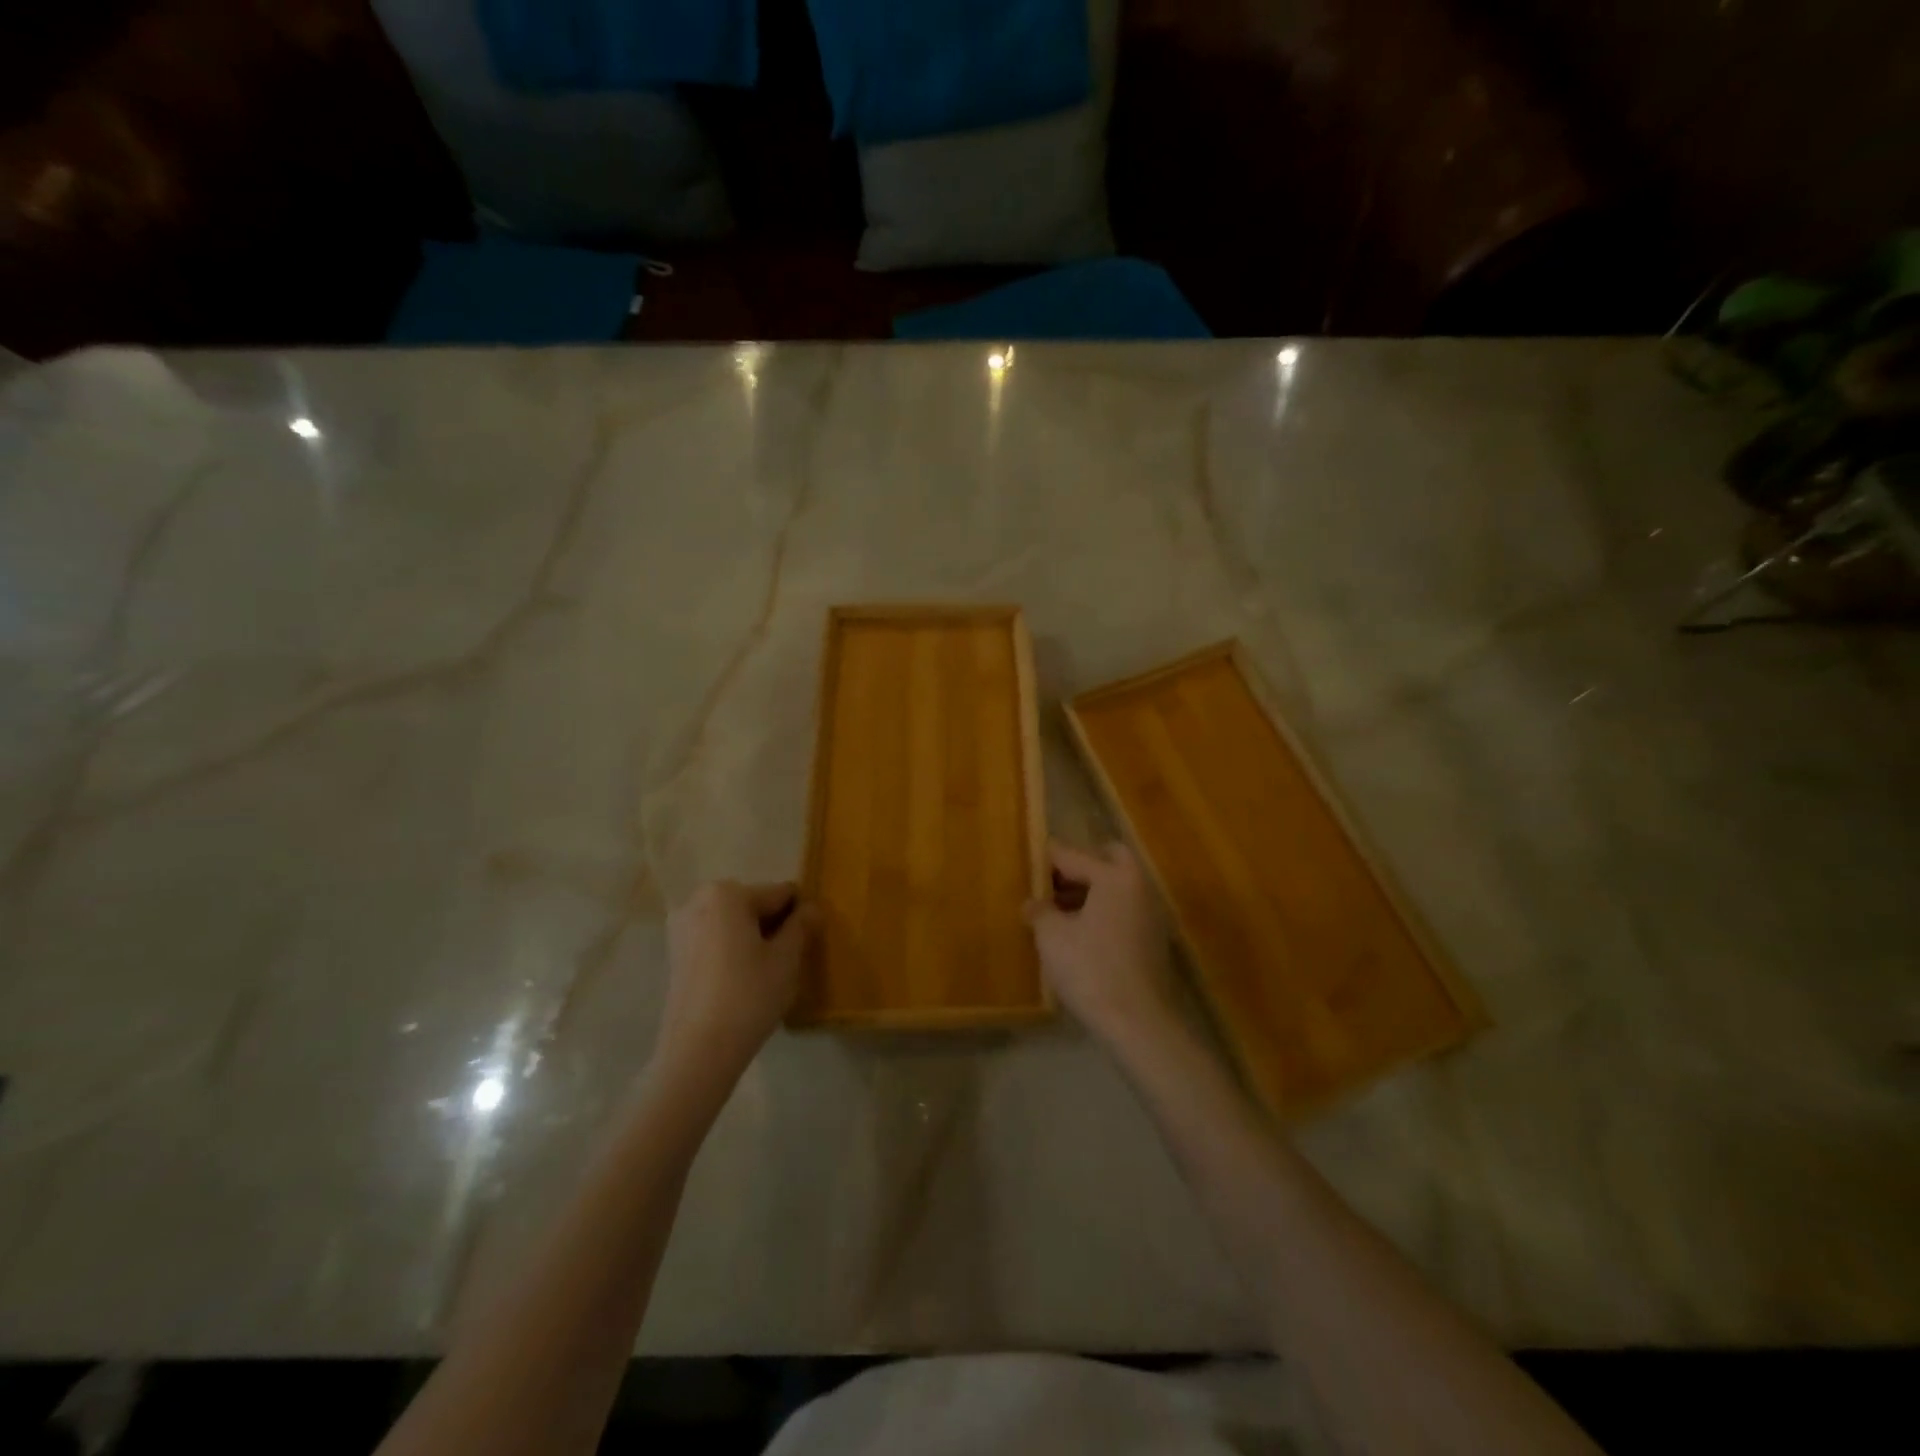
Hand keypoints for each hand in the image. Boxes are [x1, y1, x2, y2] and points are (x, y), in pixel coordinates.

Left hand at [659, 881, 816, 1090]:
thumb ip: (802, 926)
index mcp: (727, 893)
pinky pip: (715, 941)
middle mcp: (698, 901)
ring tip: (767, 973)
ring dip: (753, 939)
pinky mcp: (674, 955)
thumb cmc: (748, 995)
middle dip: (773, 925)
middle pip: (753, 905)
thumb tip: (813, 908)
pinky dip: (732, 951)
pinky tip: (743, 981)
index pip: (779, 894)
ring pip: (733, 924)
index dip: (800, 916)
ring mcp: (681, 928)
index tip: (809, 942)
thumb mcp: (787, 958)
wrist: (698, 1052)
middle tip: (788, 960)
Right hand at [1024, 840, 1177, 1050]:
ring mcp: (1150, 913)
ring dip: (1090, 891)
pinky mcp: (1152, 939)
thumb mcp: (1052, 937)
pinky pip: (1123, 910)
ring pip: (1117, 886)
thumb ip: (1040, 911)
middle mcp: (1138, 886)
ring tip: (1057, 911)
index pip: (1074, 855)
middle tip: (1050, 884)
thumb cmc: (1091, 970)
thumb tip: (1033, 903)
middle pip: (1107, 860)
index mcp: (1115, 876)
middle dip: (1078, 867)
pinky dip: (1102, 911)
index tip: (1026, 858)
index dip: (1046, 858)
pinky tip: (1078, 933)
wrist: (1138, 1022)